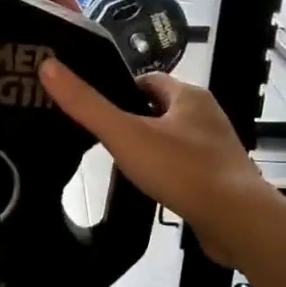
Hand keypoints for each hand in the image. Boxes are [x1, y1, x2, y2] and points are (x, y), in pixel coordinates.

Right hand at [38, 61, 275, 266]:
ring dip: (151, 147)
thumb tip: (48, 65)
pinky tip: (151, 188)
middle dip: (134, 120)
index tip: (95, 108)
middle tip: (103, 139)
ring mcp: (216, 147)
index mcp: (188, 95)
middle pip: (160, 109)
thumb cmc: (181, 169)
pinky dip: (167, 171)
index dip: (119, 90)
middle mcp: (206, 115)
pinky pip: (186, 165)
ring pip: (173, 138)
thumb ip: (86, 105)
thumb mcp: (125, 134)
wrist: (237, 221)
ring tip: (122, 165)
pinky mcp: (221, 177)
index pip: (147, 80)